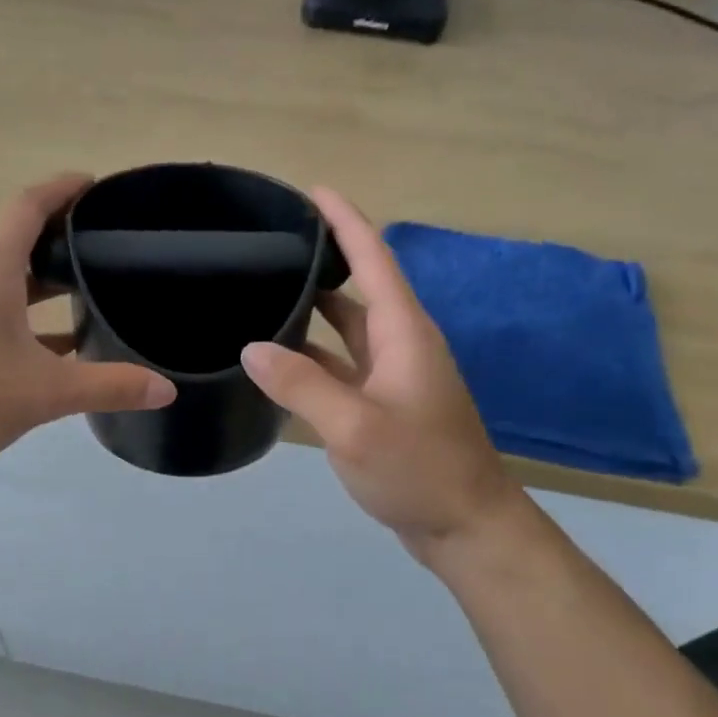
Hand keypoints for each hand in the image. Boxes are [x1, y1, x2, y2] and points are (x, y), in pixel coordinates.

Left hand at [0, 174, 175, 469]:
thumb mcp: (44, 392)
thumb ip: (109, 386)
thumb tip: (166, 389)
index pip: (29, 203)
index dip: (64, 188)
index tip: (97, 186)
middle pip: (13, 231)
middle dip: (58, 231)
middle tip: (104, 240)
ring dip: (37, 270)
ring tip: (82, 282)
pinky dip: (17, 303)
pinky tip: (49, 339)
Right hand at [240, 188, 522, 564]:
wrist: (466, 526)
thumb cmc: (418, 469)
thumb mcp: (353, 427)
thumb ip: (300, 385)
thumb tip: (251, 347)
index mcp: (403, 332)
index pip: (373, 258)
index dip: (345, 221)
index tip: (314, 190)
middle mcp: (400, 342)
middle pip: (359, 286)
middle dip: (324, 258)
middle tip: (273, 242)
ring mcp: (393, 373)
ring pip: (348, 326)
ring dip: (314, 306)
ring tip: (267, 289)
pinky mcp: (384, 401)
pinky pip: (343, 361)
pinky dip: (313, 352)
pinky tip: (279, 356)